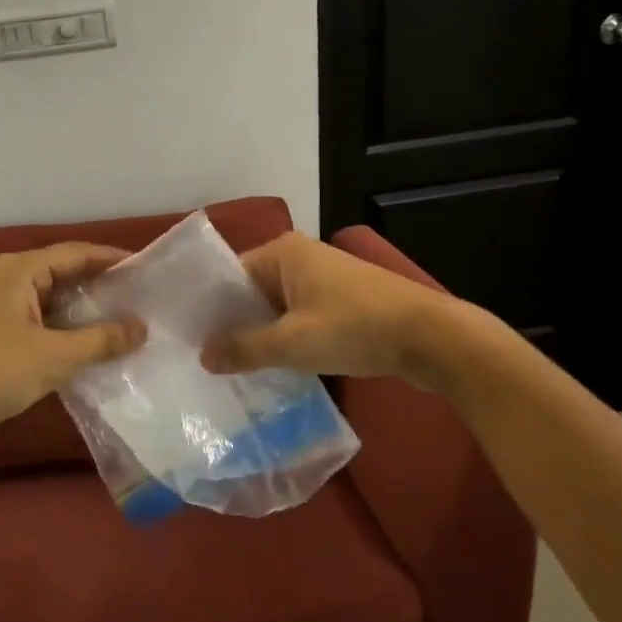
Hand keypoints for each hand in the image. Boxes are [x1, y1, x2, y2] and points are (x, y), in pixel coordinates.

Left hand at [0, 244, 145, 454]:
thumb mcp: (55, 357)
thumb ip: (101, 340)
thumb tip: (141, 327)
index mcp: (19, 270)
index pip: (75, 253)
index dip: (110, 259)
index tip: (144, 268)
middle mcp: (5, 278)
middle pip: (61, 272)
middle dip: (98, 284)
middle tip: (136, 296)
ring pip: (48, 298)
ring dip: (80, 309)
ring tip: (118, 320)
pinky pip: (35, 318)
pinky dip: (60, 327)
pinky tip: (83, 345)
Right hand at [199, 232, 482, 388]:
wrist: (433, 338)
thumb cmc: (355, 329)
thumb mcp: (292, 343)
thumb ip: (244, 348)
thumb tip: (204, 356)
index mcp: (282, 253)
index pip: (230, 276)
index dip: (209, 309)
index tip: (188, 341)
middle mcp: (300, 257)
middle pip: (251, 292)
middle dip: (234, 325)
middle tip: (206, 361)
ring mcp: (324, 278)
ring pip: (276, 308)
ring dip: (261, 335)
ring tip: (233, 369)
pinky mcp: (342, 301)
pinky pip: (299, 316)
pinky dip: (286, 338)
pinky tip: (274, 367)